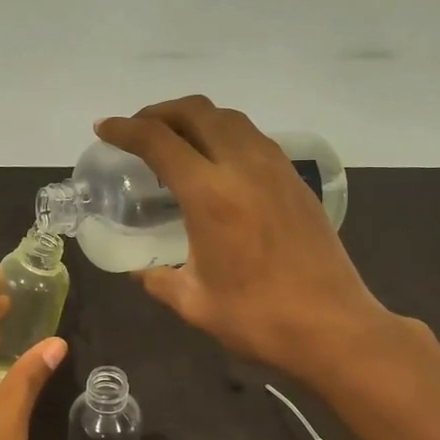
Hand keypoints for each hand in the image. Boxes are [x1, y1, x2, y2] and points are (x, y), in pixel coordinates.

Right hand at [97, 96, 400, 384]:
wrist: (334, 328)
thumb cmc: (258, 319)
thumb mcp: (194, 303)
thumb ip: (158, 280)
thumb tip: (140, 270)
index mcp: (210, 195)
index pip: (158, 140)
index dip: (125, 129)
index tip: (105, 129)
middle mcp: (243, 167)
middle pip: (197, 112)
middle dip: (160, 111)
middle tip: (138, 130)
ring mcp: (276, 169)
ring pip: (230, 118)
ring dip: (196, 118)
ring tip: (176, 142)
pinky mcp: (296, 180)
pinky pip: (254, 138)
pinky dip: (225, 134)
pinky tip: (218, 164)